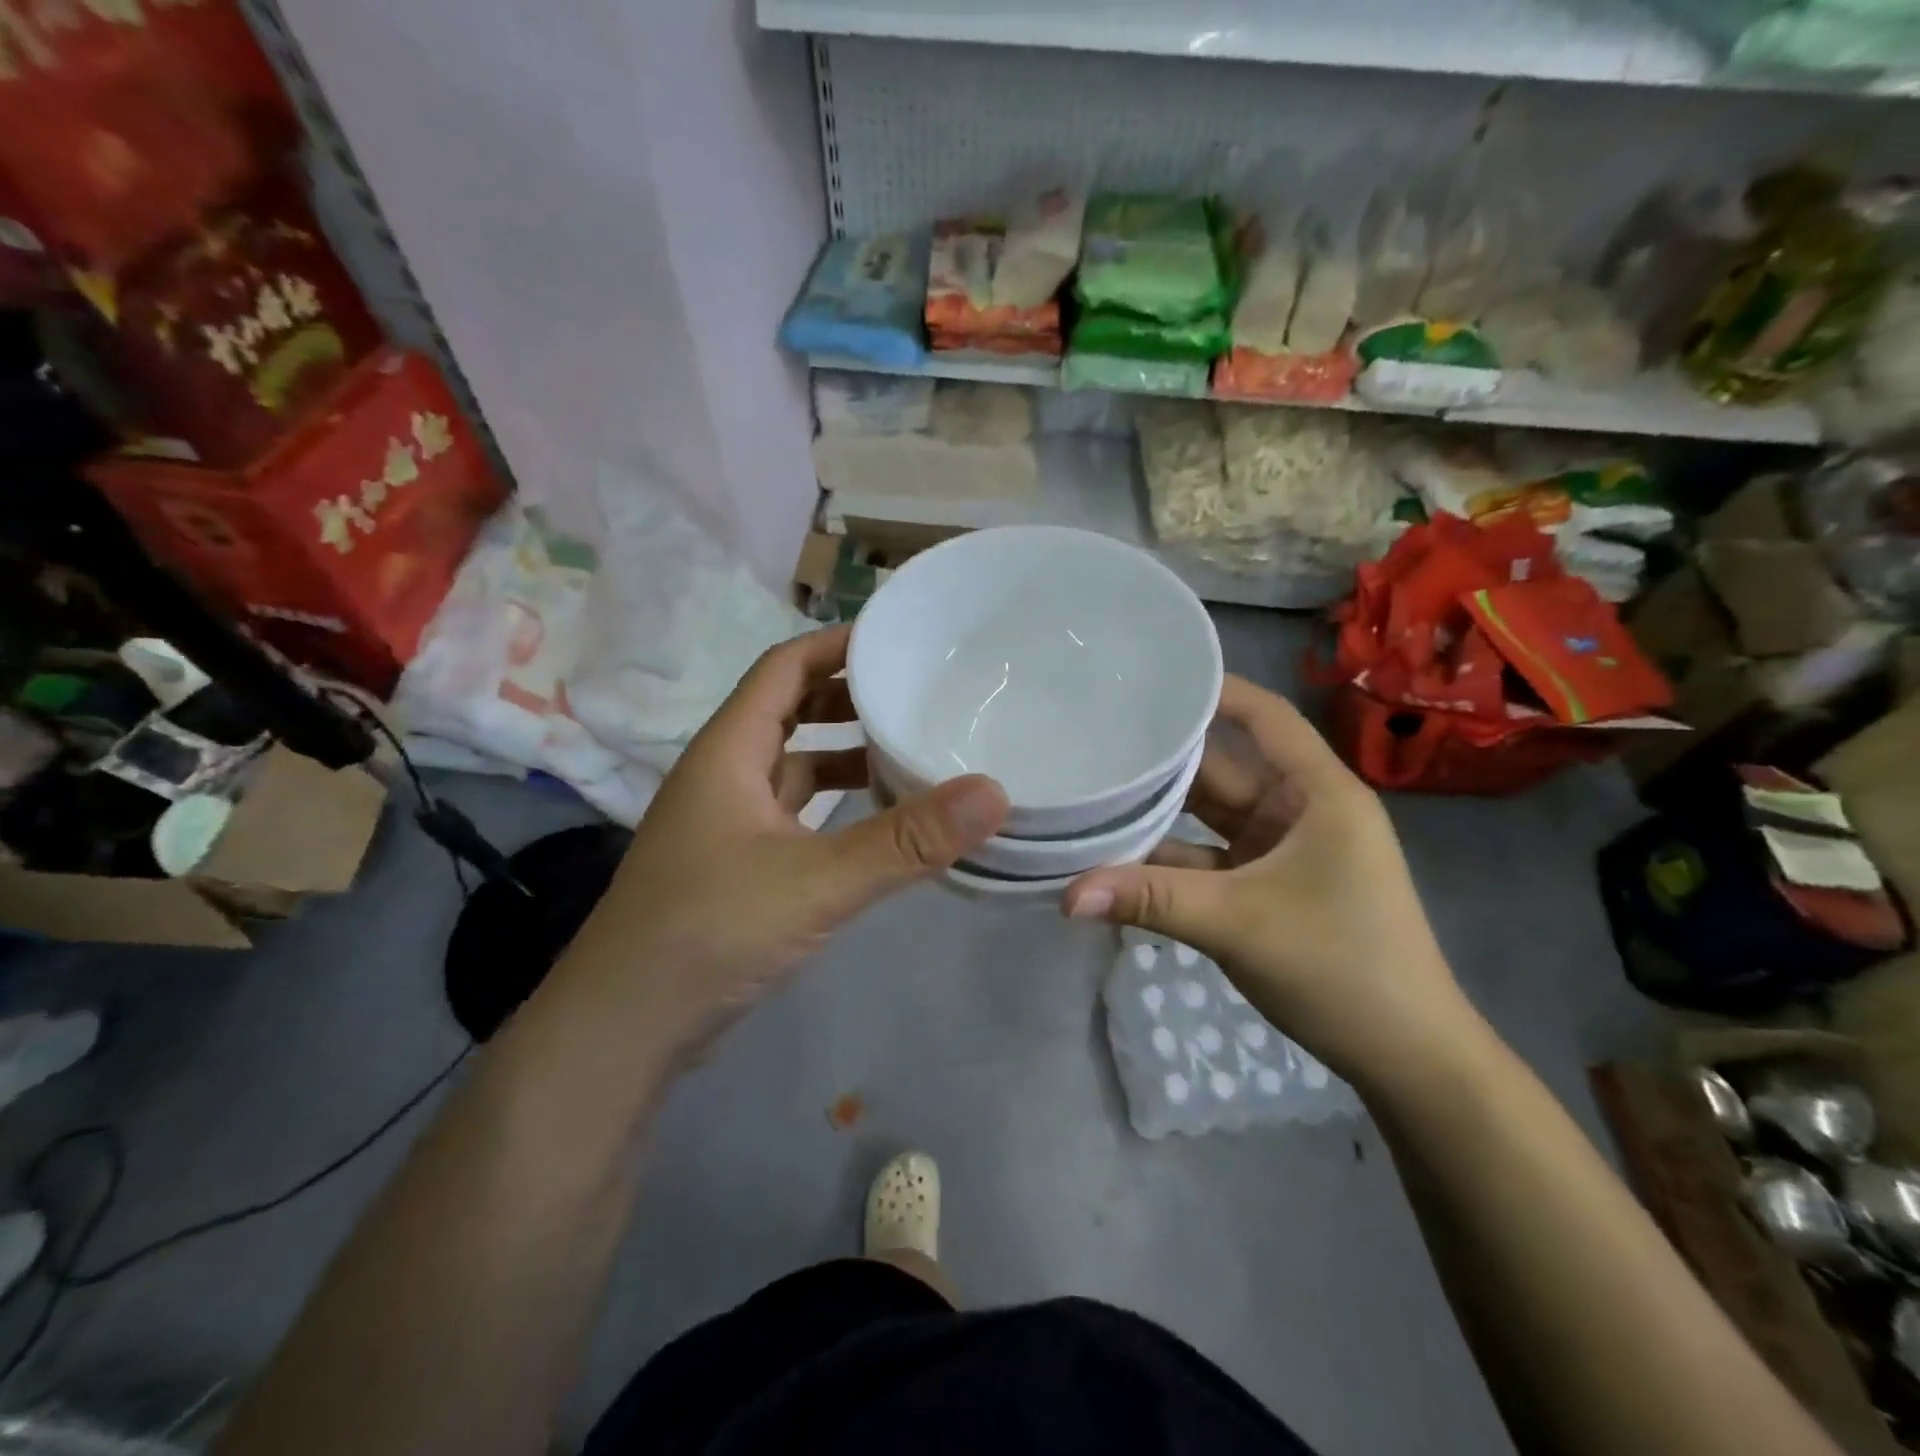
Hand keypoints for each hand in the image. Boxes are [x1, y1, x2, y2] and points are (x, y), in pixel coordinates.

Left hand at [556, 625, 1007, 1054]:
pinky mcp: (734, 864)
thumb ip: (906, 840)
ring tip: (907, 751)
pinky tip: (872, 822)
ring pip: (791, 766)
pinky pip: (792, 812)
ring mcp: (725, 822)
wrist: (625, 1025)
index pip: (783, 668)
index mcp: (729, 751)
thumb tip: (994, 792)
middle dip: (846, 697)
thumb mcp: (819, 880)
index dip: (834, 644)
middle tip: (914, 693)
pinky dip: (832, 804)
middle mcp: (722, 774)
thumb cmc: (712, 930)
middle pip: (787, 710)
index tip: (895, 638)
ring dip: (842, 753)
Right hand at [1061, 676, 1479, 1085]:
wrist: (1406, 1058)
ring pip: (1210, 815)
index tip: (1152, 676)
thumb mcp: (1239, 923)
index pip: (1264, 717)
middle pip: (1224, 765)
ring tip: (1093, 784)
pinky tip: (1116, 855)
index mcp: (1318, 793)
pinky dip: (1168, 859)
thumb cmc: (1341, 967)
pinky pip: (1208, 857)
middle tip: (1097, 732)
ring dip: (1160, 809)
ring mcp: (1281, 851)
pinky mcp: (1266, 888)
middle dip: (1166, 754)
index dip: (1215, 690)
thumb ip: (1150, 900)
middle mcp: (1300, 810)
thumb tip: (1065, 896)